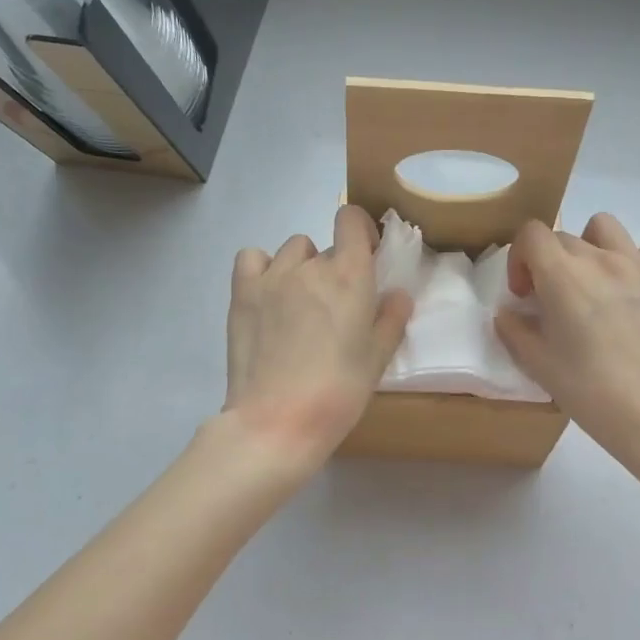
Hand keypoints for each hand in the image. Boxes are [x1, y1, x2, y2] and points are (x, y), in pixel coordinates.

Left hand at [224, 205, 413, 472]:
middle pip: (325, 247)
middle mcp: (311, 266)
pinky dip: (262, 268)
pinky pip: (252, 258)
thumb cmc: (338, 391)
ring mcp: (272, 277)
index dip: (360, 229)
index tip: (366, 254)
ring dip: (301, 267)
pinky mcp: (242, 293)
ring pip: (292, 251)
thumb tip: (397, 294)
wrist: (278, 421)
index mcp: (350, 276)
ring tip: (299, 304)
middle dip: (334, 268)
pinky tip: (268, 294)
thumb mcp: (377, 359)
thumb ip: (391, 319)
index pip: (351, 219)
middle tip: (334, 308)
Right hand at [494, 213, 639, 461]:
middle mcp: (602, 259)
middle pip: (565, 237)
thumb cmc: (593, 392)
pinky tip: (634, 298)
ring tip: (596, 285)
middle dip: (552, 263)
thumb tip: (510, 313)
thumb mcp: (539, 366)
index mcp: (564, 276)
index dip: (521, 259)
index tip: (525, 294)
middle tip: (556, 302)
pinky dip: (633, 265)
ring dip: (592, 248)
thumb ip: (514, 331)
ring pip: (607, 229)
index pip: (532, 234)